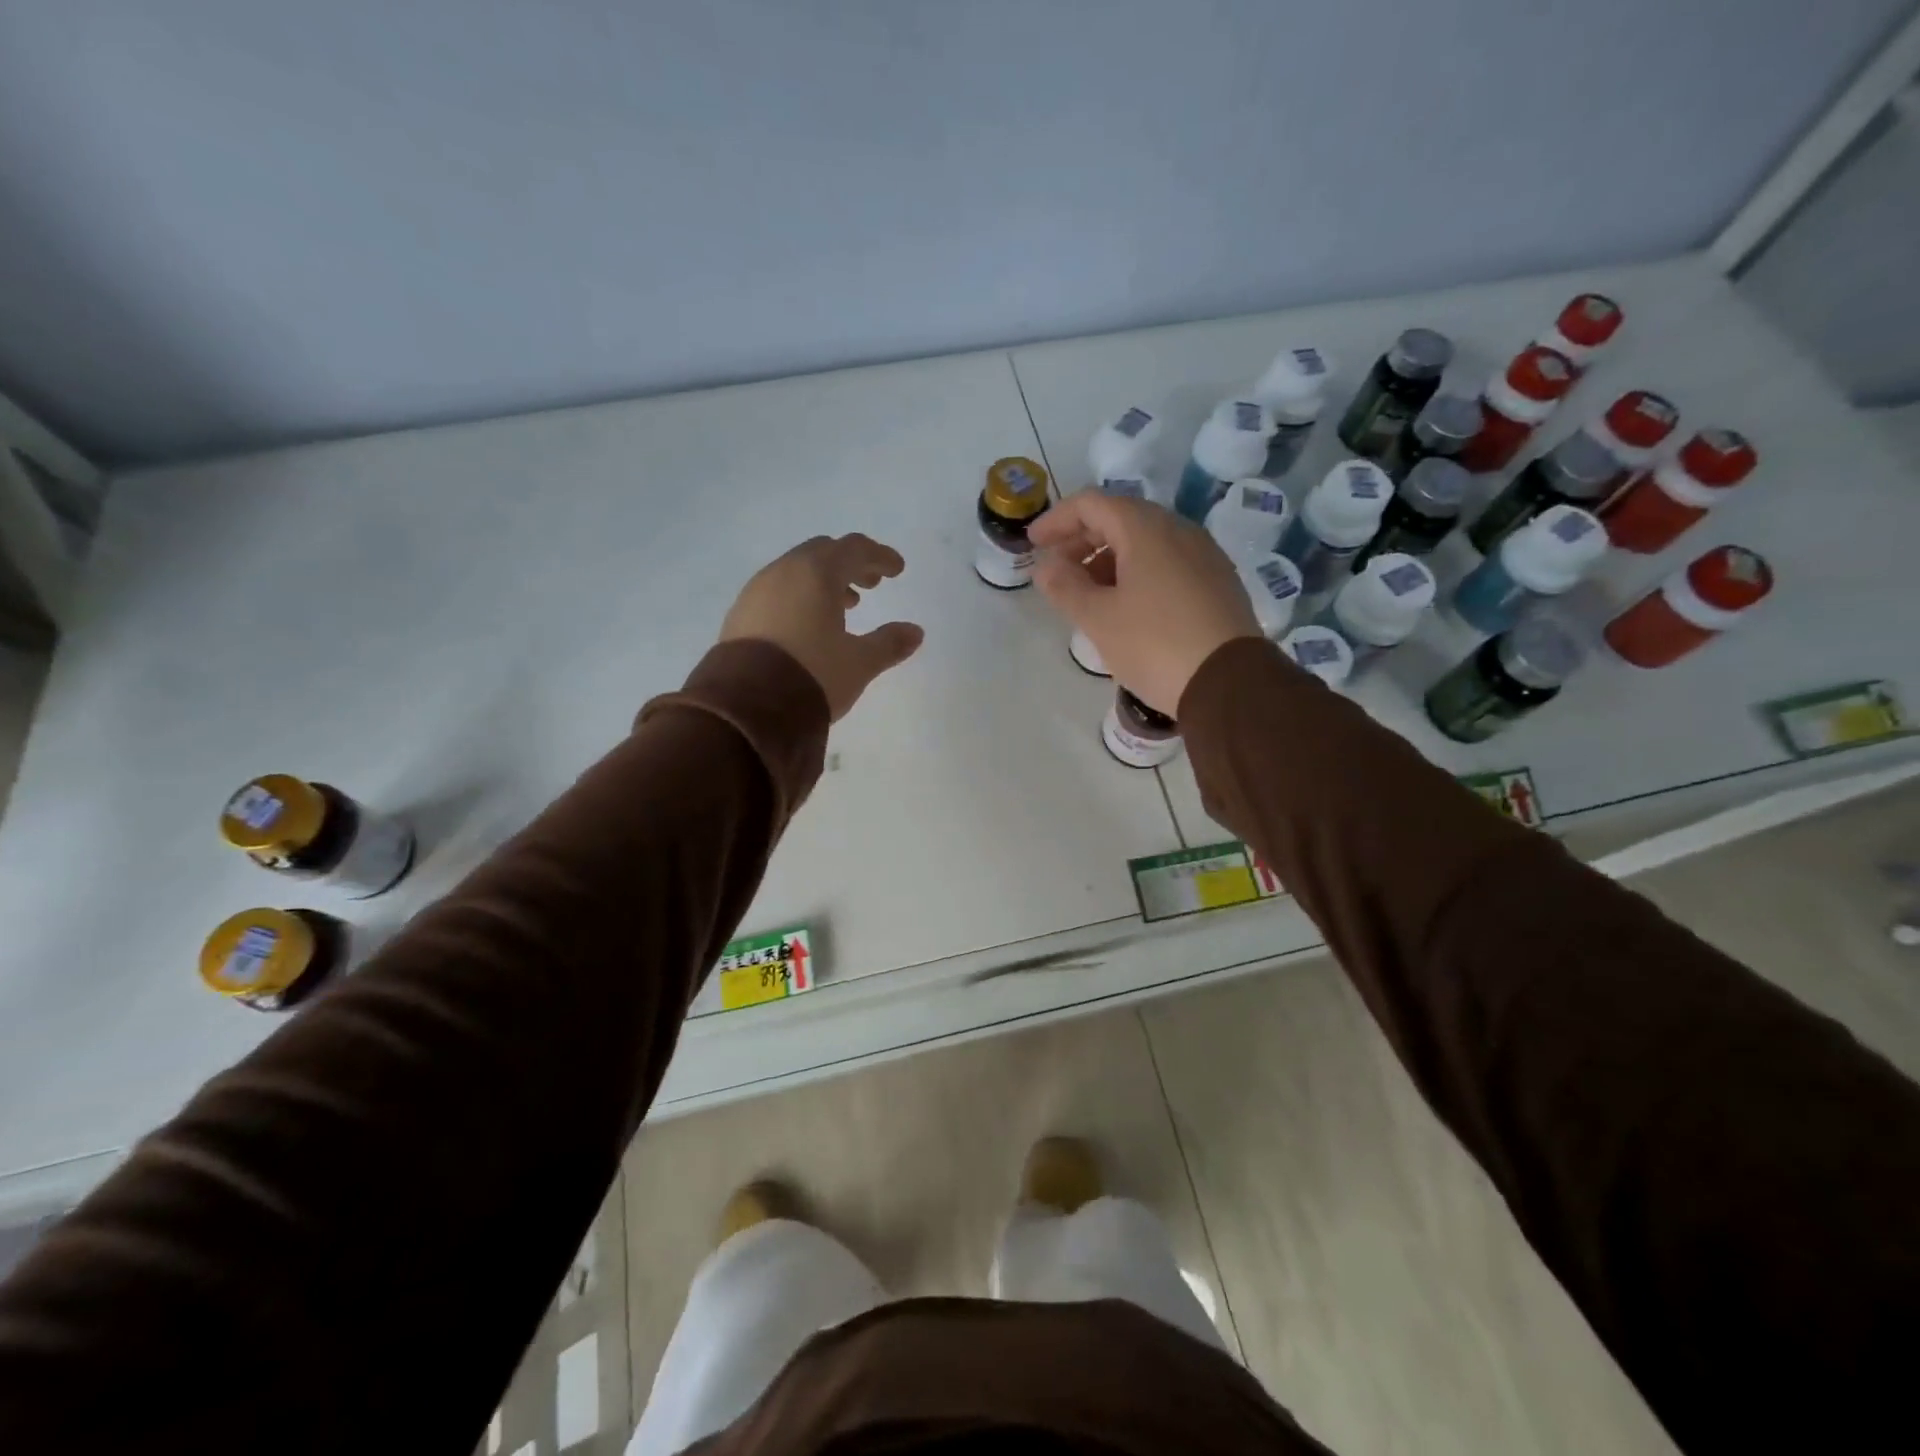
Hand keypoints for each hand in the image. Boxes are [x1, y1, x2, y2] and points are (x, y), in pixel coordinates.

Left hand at [721, 534, 924, 720]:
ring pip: (797, 571)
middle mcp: (783, 572)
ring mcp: (756, 591)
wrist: (747, 707)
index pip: (854, 549)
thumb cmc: (812, 674)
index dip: (879, 556)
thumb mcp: (859, 662)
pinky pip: (777, 591)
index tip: (897, 570)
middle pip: (823, 552)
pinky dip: (800, 596)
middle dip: (850, 564)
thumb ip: (889, 643)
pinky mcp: (740, 614)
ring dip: (824, 581)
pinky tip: (808, 624)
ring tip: (845, 607)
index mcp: (817, 573)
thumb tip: (915, 632)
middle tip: (871, 585)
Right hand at [1030, 493, 1259, 715]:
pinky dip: (1137, 572)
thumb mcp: (1098, 618)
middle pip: (1120, 518)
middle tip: (1057, 570)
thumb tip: (1045, 567)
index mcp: (1146, 529)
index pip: (1092, 504)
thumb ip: (1065, 587)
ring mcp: (1204, 555)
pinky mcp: (1218, 582)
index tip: (1033, 544)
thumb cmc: (1154, 645)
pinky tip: (1126, 605)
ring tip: (1087, 593)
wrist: (1229, 684)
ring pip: (1146, 542)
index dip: (1057, 520)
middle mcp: (1179, 530)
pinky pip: (1167, 562)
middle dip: (1082, 540)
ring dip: (1109, 558)